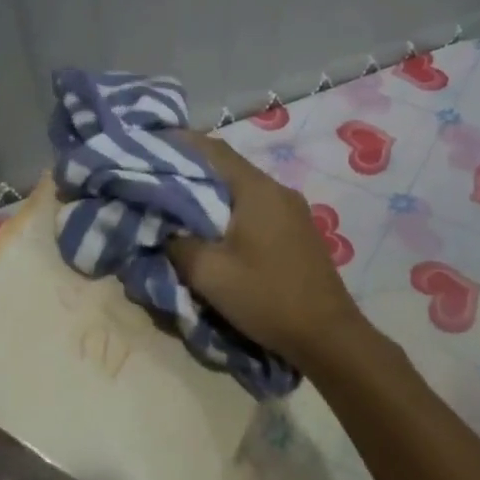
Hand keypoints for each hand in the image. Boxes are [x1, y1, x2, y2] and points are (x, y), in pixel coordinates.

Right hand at [163, 131, 373, 372]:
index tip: (151, 144)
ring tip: (182, 204)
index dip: (181, 143)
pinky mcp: (299, 232)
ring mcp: (293, 211)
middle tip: (158, 178)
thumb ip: (179, 245)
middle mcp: (278, 190)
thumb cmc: (267, 297)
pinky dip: (232, 211)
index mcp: (257, 190)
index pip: (214, 150)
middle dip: (193, 171)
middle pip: (229, 168)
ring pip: (244, 190)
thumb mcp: (209, 274)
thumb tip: (163, 230)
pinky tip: (216, 229)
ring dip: (213, 194)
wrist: (328, 335)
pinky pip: (258, 208)